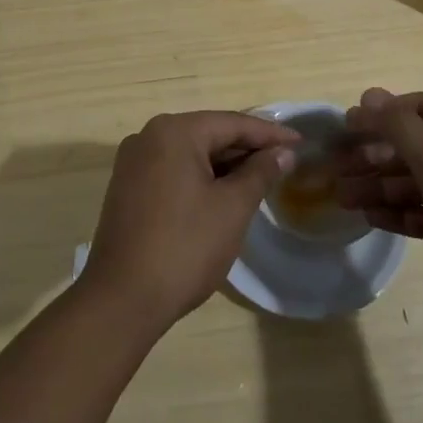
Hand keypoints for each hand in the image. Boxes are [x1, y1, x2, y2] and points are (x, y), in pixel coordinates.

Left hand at [78, 110, 297, 332]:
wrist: (121, 299)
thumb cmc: (184, 247)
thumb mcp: (232, 208)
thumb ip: (260, 173)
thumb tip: (283, 153)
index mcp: (174, 132)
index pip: (232, 123)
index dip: (270, 134)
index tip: (300, 143)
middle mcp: (148, 136)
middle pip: (209, 134)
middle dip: (246, 148)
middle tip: (284, 162)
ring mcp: (133, 162)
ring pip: (190, 153)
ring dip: (224, 164)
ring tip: (260, 178)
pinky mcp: (127, 187)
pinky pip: (173, 169)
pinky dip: (200, 177)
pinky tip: (223, 193)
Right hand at [338, 88, 422, 341]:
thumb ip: (401, 127)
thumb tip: (369, 95)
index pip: (420, 108)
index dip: (381, 114)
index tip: (344, 128)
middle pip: (415, 145)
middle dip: (375, 155)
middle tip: (336, 168)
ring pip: (418, 181)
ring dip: (380, 186)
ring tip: (342, 196)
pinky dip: (400, 212)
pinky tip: (370, 217)